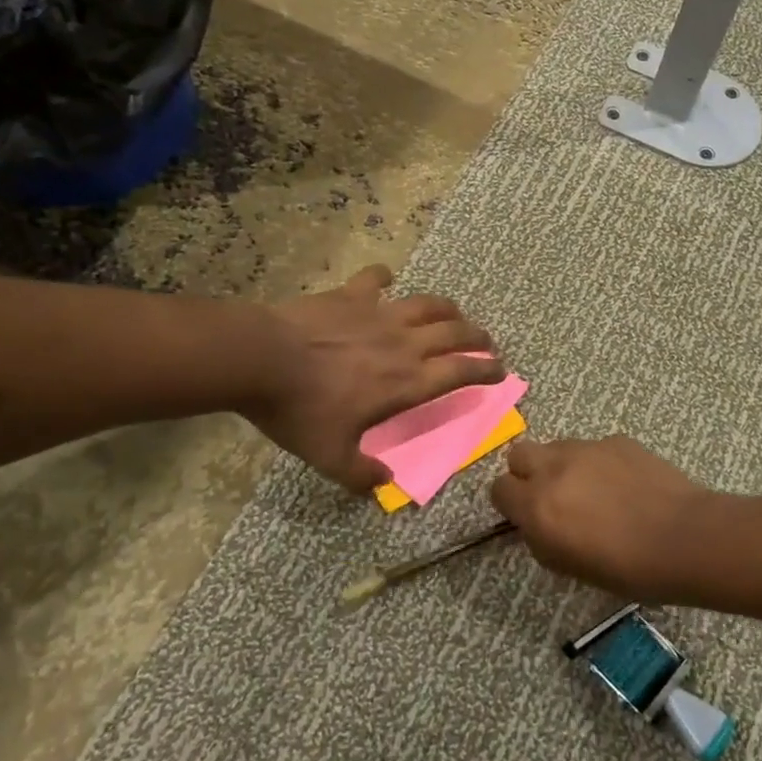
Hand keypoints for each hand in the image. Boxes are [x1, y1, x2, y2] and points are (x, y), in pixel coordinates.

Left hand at [245, 265, 503, 490]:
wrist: (261, 359)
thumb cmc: (301, 410)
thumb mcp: (330, 456)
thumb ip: (360, 474)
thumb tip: (384, 483)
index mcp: (407, 382)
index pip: (461, 372)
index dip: (486, 371)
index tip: (500, 371)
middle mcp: (404, 344)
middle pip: (455, 333)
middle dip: (478, 337)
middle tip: (486, 342)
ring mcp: (379, 314)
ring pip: (428, 304)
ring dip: (448, 308)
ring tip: (454, 313)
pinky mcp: (352, 295)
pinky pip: (375, 279)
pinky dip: (384, 277)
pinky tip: (385, 278)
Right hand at [491, 435, 706, 598]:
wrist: (684, 538)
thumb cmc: (627, 569)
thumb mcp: (570, 567)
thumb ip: (542, 538)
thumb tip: (537, 523)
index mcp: (537, 505)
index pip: (498, 489)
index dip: (510, 504)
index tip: (527, 517)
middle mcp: (554, 468)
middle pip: (519, 454)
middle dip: (527, 473)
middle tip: (552, 497)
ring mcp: (587, 448)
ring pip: (556, 447)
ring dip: (562, 466)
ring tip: (593, 491)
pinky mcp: (617, 440)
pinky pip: (593, 447)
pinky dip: (598, 462)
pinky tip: (624, 485)